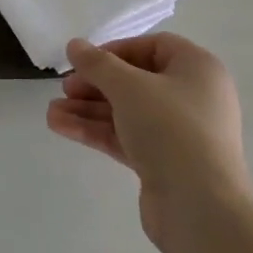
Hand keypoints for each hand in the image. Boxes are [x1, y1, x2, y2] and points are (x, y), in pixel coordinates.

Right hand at [47, 33, 249, 250]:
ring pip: (127, 112)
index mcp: (198, 69)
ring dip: (88, 110)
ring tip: (52, 113)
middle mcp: (193, 97)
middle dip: (95, 84)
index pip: (153, 47)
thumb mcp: (128, 87)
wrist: (200, 207)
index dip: (116, 50)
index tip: (86, 61)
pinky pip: (126, 137)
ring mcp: (180, 133)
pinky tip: (60, 127)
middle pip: (136, 81)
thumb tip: (75, 45)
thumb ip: (97, 64)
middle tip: (65, 89)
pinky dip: (96, 131)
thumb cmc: (170, 129)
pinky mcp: (165, 162)